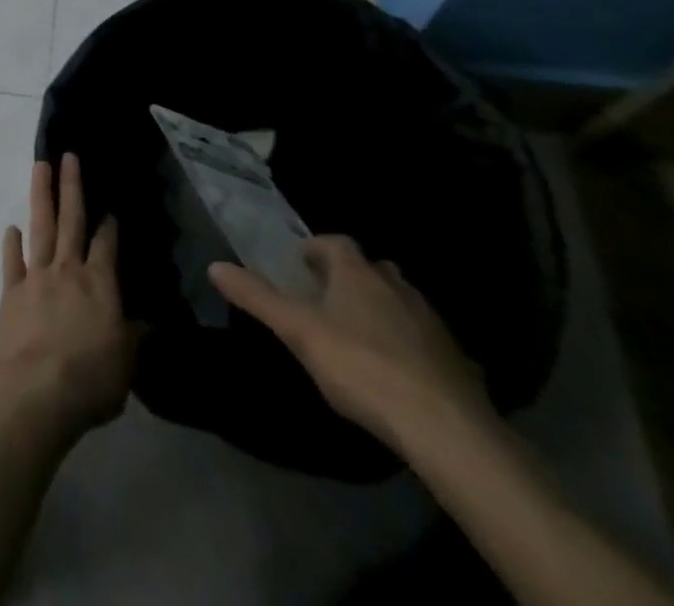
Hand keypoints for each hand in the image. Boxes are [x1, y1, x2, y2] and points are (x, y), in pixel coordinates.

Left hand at [0, 155, 142, 445]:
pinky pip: (12, 260)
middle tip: (69, 155)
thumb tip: (147, 322)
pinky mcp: (12, 291)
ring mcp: (37, 276)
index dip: (110, 225)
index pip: (107, 245)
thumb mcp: (125, 365)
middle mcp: (68, 270)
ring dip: (41, 194)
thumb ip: (133, 338)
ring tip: (40, 166)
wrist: (36, 394)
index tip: (110, 207)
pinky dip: (11, 243)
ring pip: (41, 226)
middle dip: (71, 186)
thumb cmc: (90, 382)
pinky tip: (12, 227)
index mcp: (100, 285)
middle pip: (71, 220)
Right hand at [210, 236, 492, 450]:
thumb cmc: (361, 368)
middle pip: (373, 269)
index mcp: (358, 273)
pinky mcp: (458, 363)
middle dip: (352, 277)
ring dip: (382, 309)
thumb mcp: (297, 331)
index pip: (336, 242)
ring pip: (402, 302)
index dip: (317, 249)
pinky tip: (398, 374)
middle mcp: (398, 287)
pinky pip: (426, 341)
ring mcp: (433, 325)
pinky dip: (410, 346)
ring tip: (361, 335)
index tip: (300, 266)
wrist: (447, 431)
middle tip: (329, 299)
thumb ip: (256, 297)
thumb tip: (215, 266)